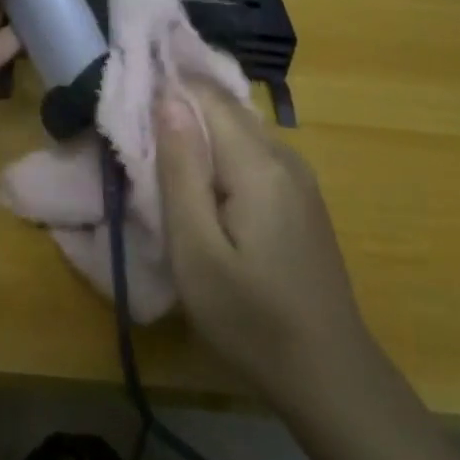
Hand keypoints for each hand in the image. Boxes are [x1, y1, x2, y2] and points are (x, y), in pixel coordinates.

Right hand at [154, 79, 365, 410]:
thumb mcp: (197, 250)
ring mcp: (299, 178)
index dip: (168, 83)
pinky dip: (220, 153)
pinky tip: (200, 181)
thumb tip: (167, 99)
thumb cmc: (251, 318)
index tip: (128, 89)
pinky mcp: (301, 199)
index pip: (207, 95)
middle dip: (180, 105)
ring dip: (198, 131)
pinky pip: (253, 155)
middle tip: (135, 122)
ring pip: (239, 131)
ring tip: (158, 150)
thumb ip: (181, 170)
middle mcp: (284, 156)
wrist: (330, 375)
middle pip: (225, 109)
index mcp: (258, 163)